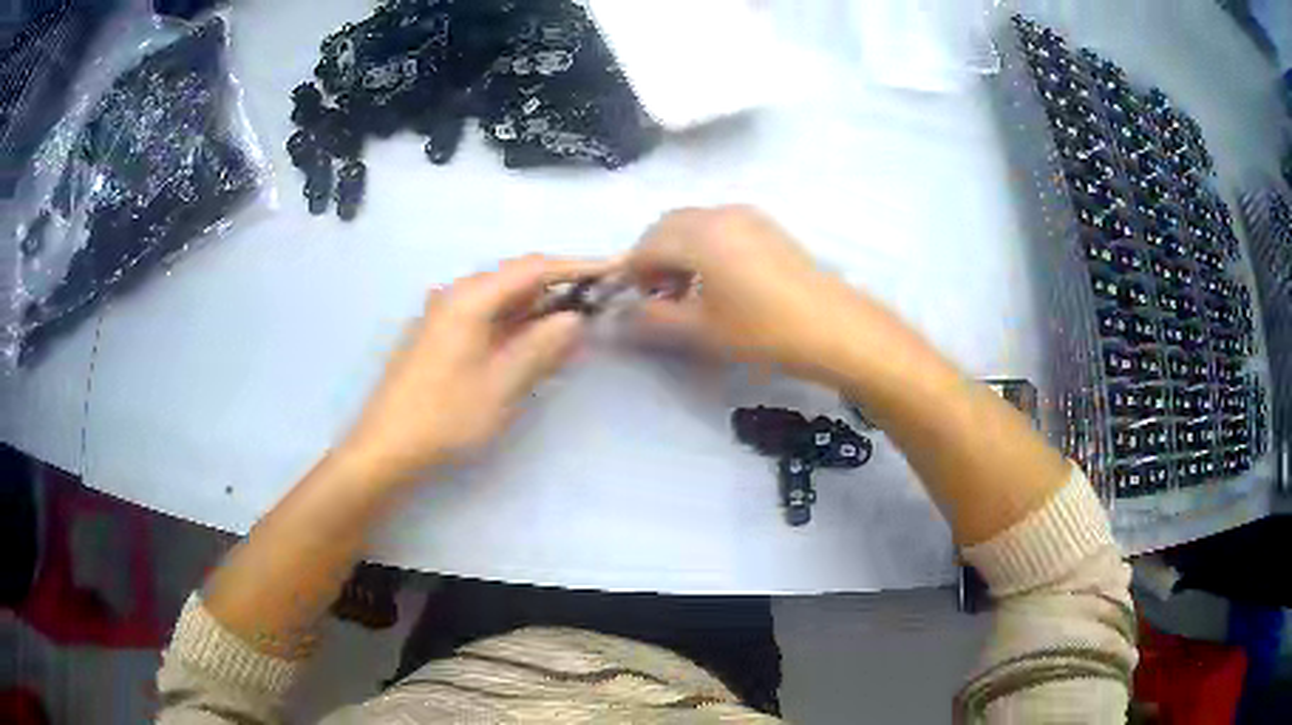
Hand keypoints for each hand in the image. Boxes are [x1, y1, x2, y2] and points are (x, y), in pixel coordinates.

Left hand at [340, 255, 611, 485]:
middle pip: (517, 278)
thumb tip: (574, 318)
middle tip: (598, 300)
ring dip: (538, 307)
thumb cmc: (445, 415)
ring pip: (502, 298)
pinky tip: (533, 341)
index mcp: (471, 298)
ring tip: (574, 323)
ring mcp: (445, 315)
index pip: (534, 269)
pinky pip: (487, 316)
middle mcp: (456, 295)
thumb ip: (541, 347)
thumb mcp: (502, 384)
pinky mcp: (440, 335)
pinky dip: (516, 323)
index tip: (615, 268)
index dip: (578, 266)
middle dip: (559, 286)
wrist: (386, 445)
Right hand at [626, 206, 872, 380]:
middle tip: (660, 296)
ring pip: (694, 223)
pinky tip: (718, 279)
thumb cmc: (762, 330)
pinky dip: (704, 244)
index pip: (646, 245)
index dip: (634, 274)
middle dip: (653, 257)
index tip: (639, 304)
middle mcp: (718, 214)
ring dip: (678, 250)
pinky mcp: (766, 225)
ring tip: (689, 290)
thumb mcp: (701, 329)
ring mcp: (746, 215)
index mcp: (698, 235)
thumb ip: (653, 319)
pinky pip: (719, 225)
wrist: (832, 326)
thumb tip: (621, 317)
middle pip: (667, 226)